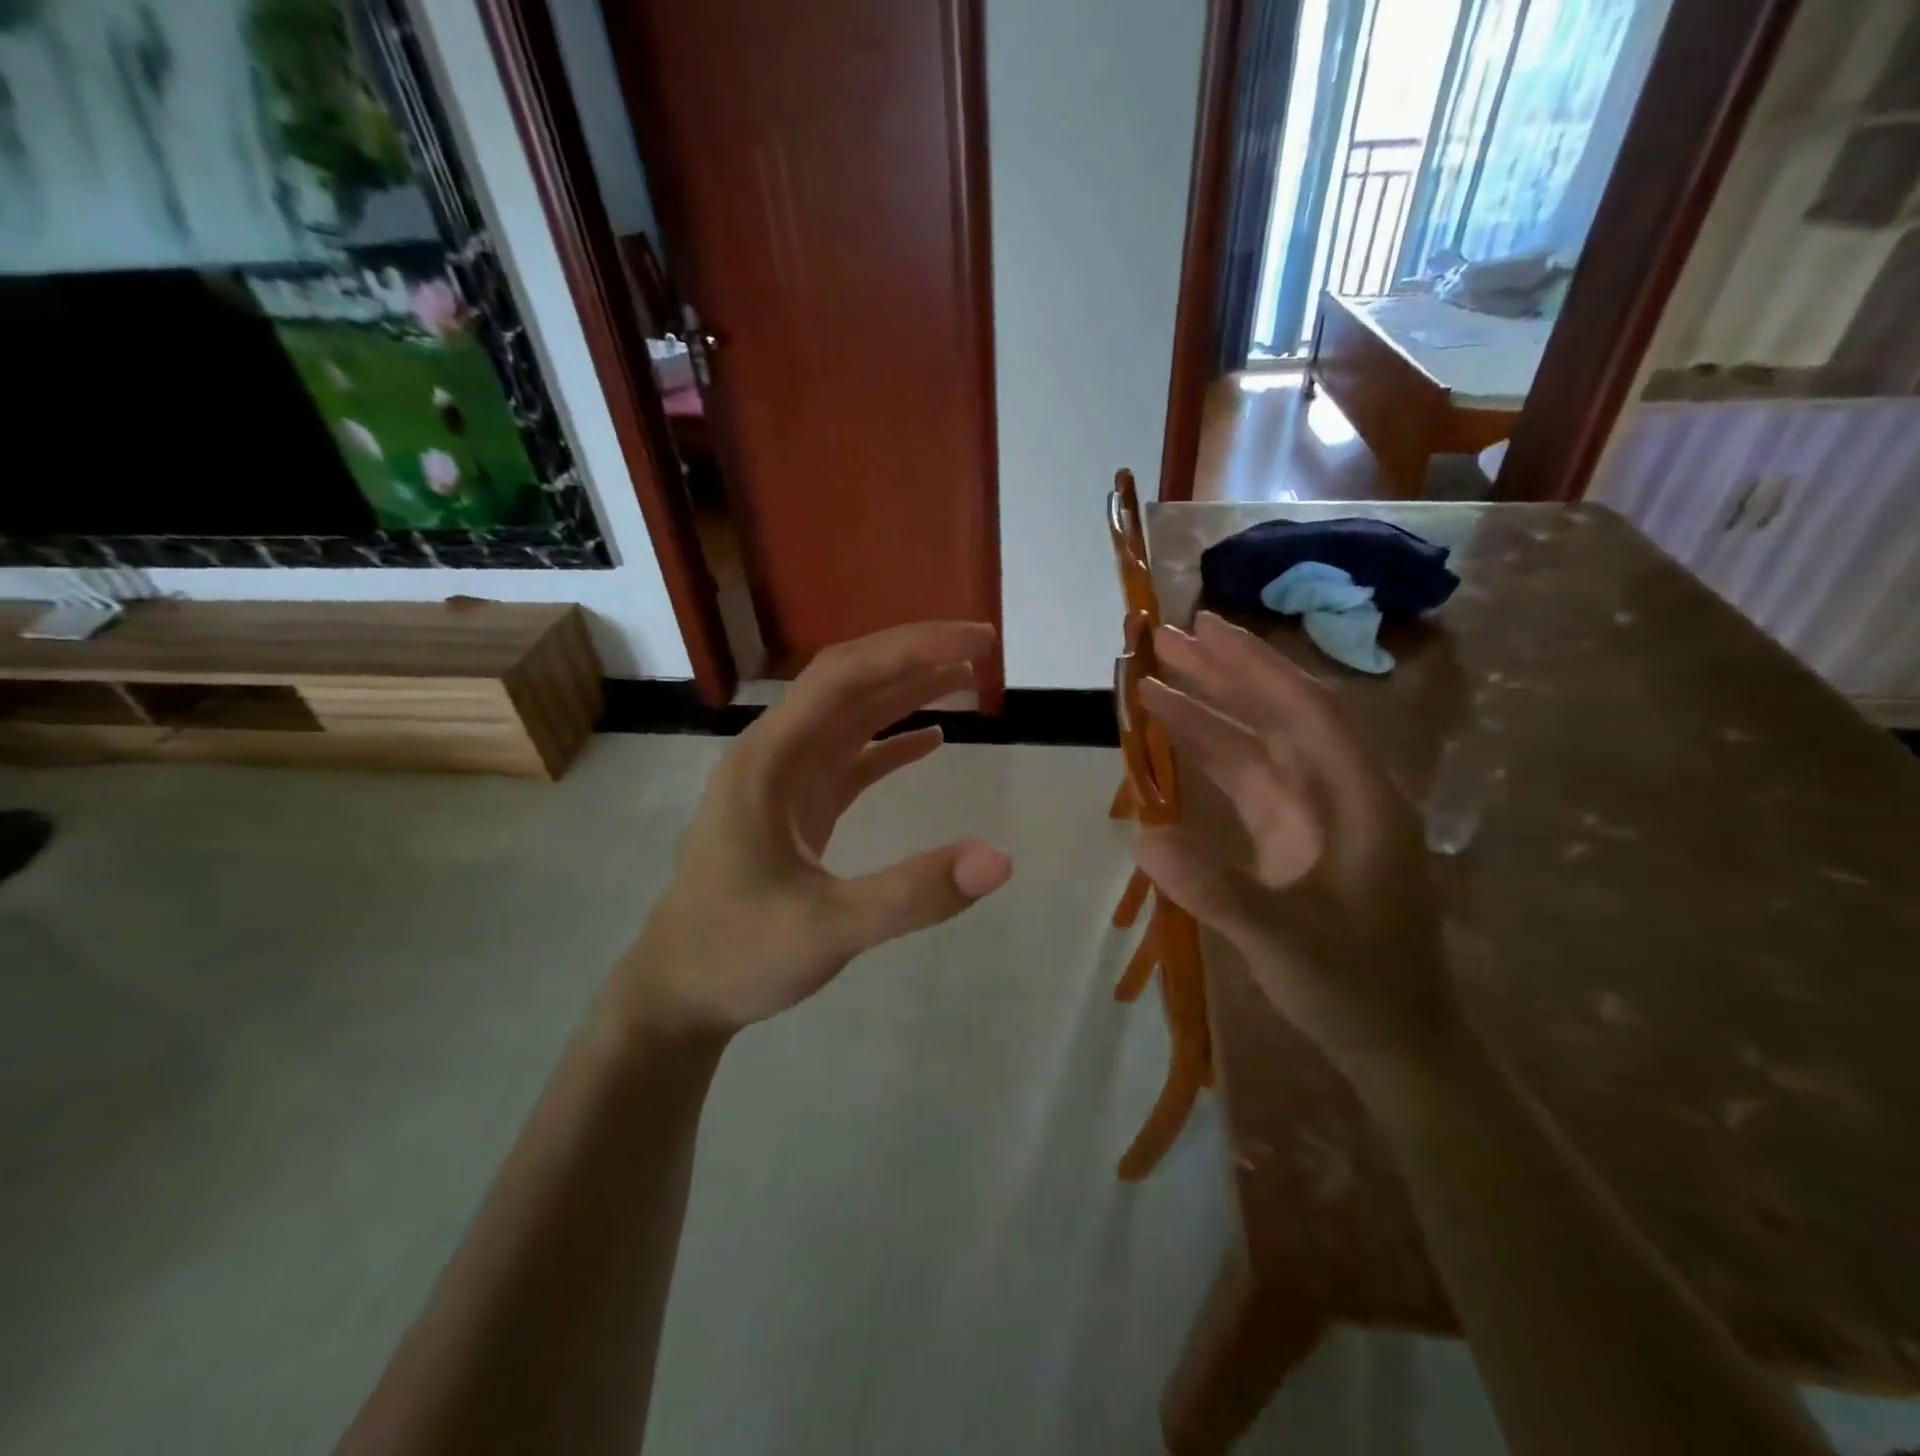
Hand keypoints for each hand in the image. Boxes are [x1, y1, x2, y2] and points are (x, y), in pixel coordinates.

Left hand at [611, 623, 1012, 1039]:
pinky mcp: (795, 810)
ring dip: (905, 693)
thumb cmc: (737, 954)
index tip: (976, 642)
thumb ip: (912, 895)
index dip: (911, 649)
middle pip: (849, 683)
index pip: (844, 676)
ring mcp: (783, 782)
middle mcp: (774, 755)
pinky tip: (931, 739)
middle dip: (914, 658)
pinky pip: (848, 759)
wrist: (676, 995)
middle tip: (982, 650)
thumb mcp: (827, 930)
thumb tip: (999, 860)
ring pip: (850, 717)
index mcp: (768, 760)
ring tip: (966, 679)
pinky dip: (890, 744)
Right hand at [1134, 612, 1456, 1085]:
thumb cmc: (1356, 989)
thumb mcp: (1286, 944)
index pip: (1306, 711)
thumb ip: (1216, 890)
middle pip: (1280, 715)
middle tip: (1164, 641)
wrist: (1396, 1041)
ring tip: (1150, 683)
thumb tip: (1140, 838)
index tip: (1204, 630)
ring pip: (1258, 745)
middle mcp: (1340, 793)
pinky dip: (1210, 756)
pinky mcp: (1294, 838)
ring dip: (1209, 712)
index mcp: (1361, 800)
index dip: (1254, 667)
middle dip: (1223, 675)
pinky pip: (1248, 780)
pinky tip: (1173, 740)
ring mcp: (1316, 816)